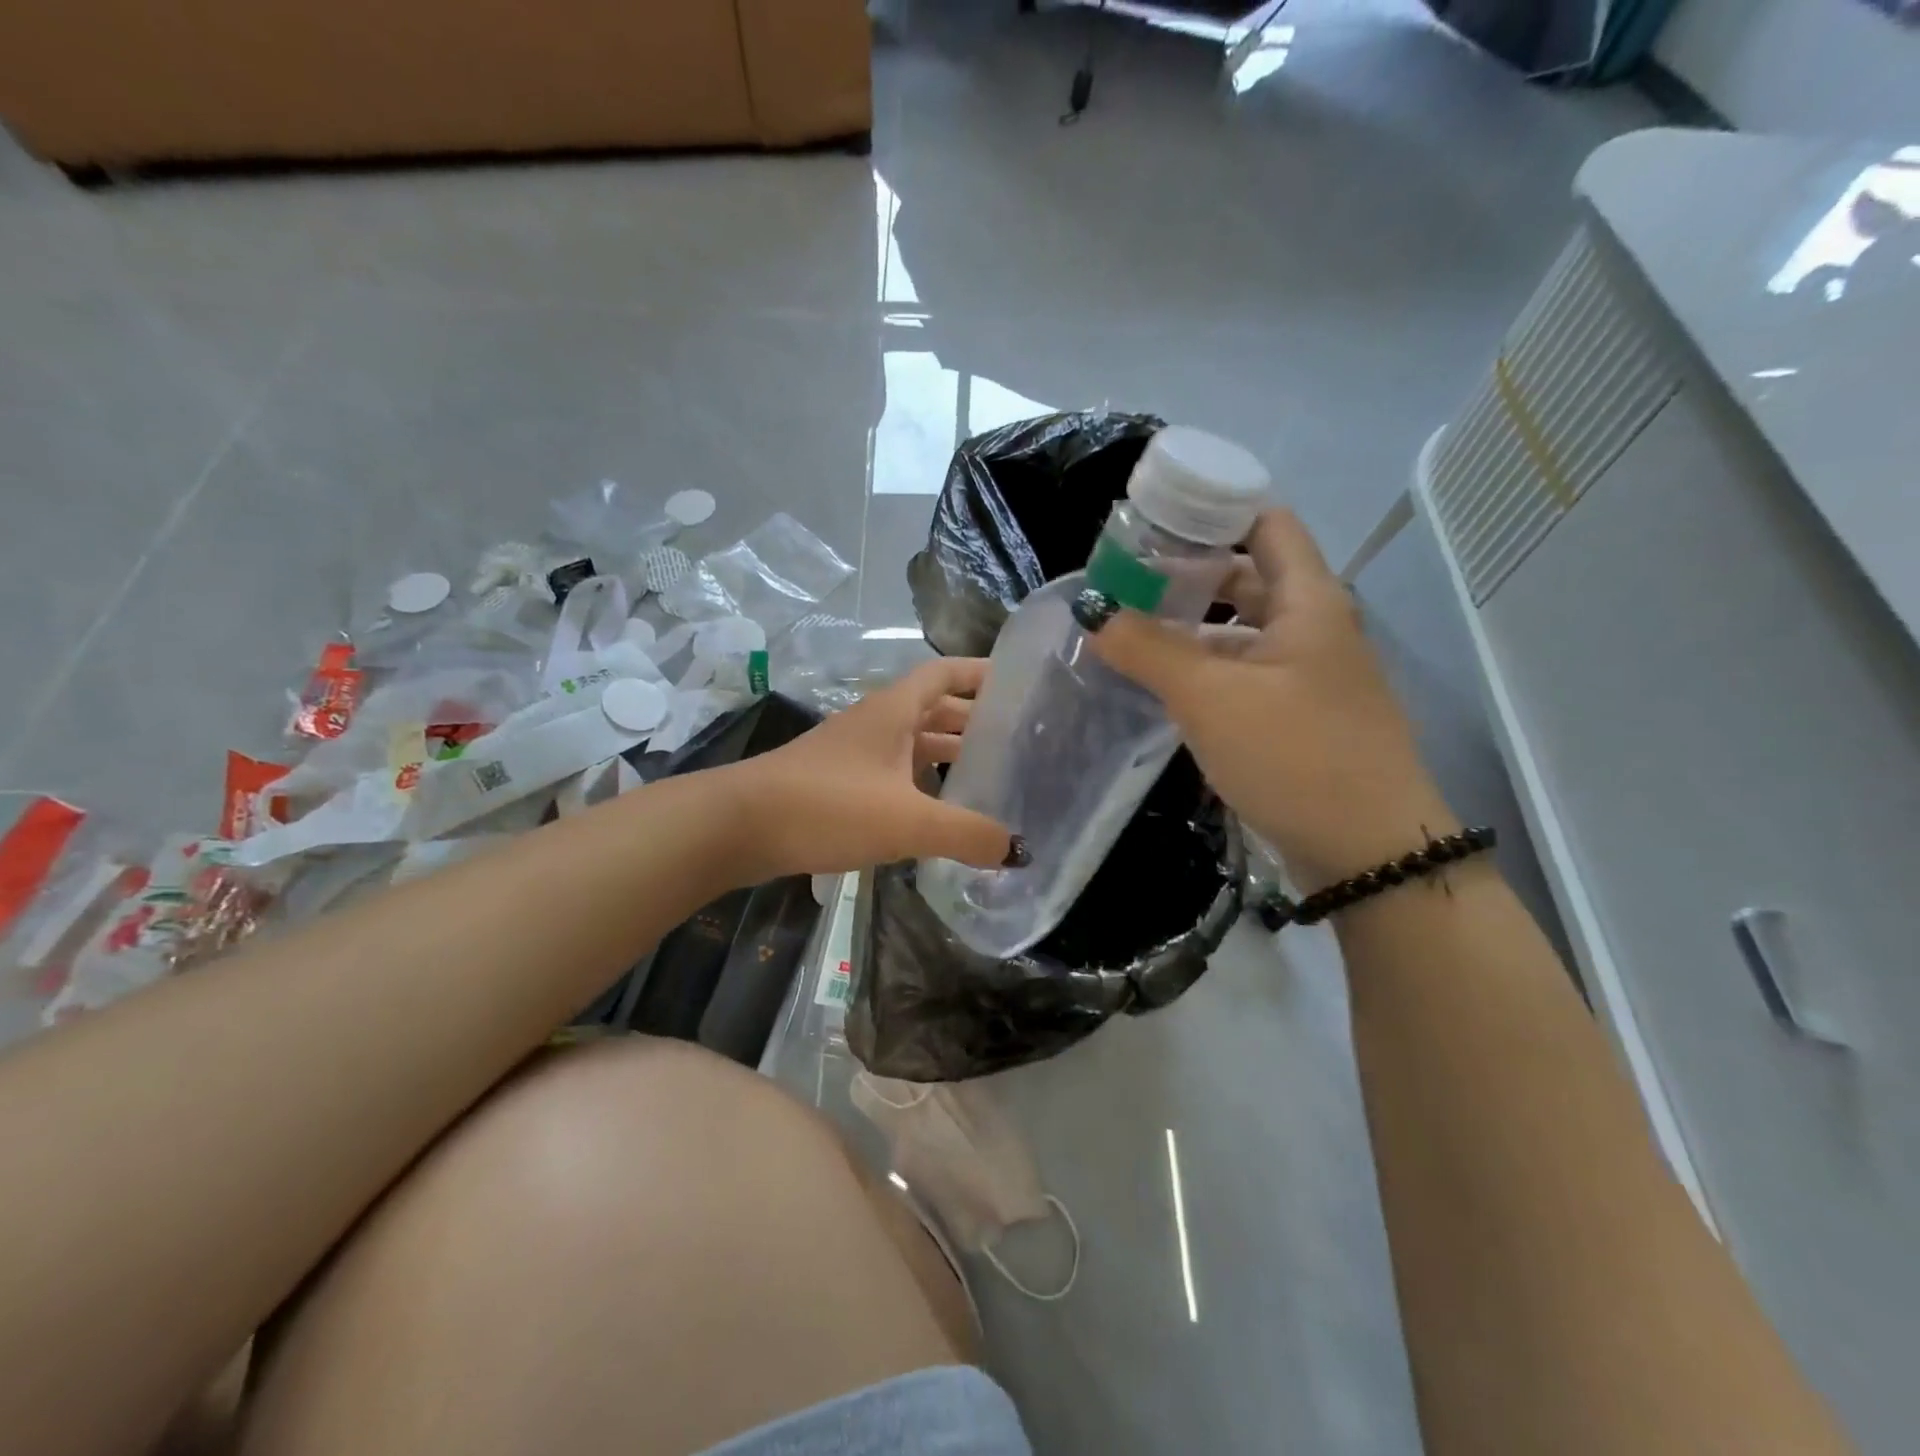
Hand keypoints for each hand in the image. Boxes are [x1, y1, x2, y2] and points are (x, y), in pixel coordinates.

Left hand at [730, 658, 1013, 878]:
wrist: (737, 827)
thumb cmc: (826, 807)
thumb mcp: (906, 822)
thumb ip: (966, 834)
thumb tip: (1018, 850)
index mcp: (894, 710)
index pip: (945, 673)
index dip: (981, 673)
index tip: (1020, 683)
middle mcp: (875, 723)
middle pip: (934, 709)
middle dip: (973, 721)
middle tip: (1017, 742)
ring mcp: (853, 753)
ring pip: (912, 744)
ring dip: (947, 756)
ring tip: (989, 780)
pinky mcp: (837, 783)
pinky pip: (893, 773)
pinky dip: (920, 785)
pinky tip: (938, 813)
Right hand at [1086, 509, 1453, 884]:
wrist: (1367, 852)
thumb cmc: (1294, 755)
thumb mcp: (1210, 697)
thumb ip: (1148, 649)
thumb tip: (1093, 613)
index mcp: (1308, 601)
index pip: (1266, 523)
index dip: (1213, 510)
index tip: (1153, 521)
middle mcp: (1314, 628)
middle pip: (1249, 577)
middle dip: (1188, 575)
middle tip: (1127, 582)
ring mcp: (1309, 676)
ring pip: (1243, 632)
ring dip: (1192, 629)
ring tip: (1132, 632)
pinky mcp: (1298, 718)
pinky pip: (1245, 675)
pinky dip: (1206, 670)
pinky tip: (1165, 685)